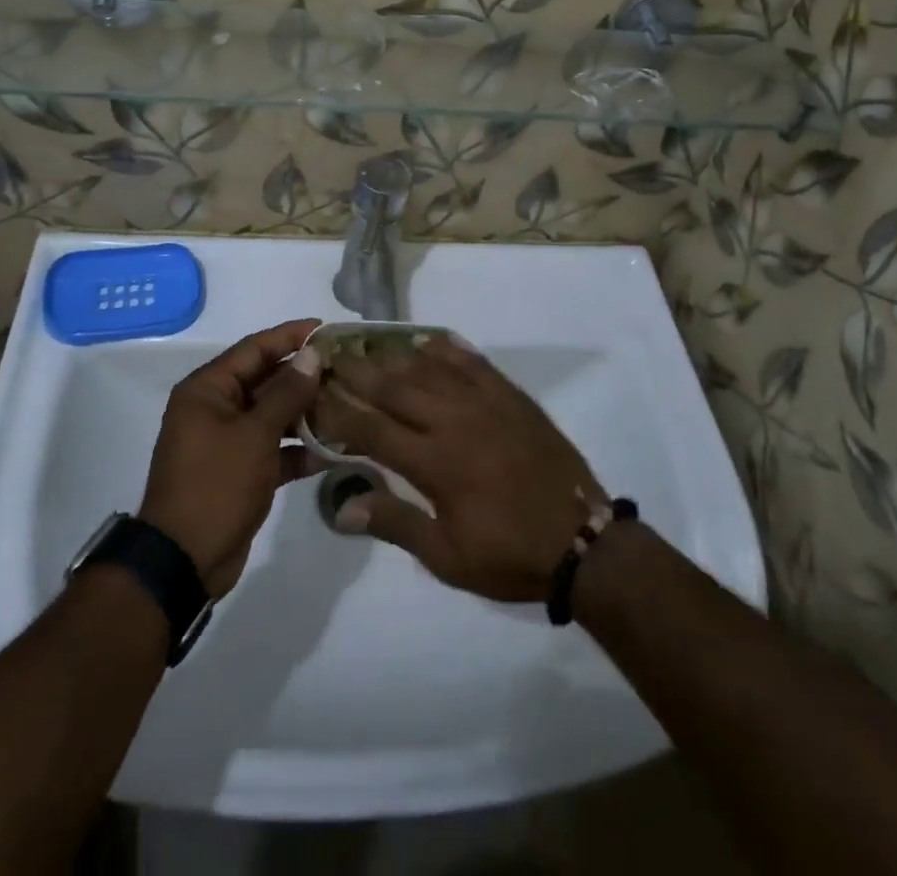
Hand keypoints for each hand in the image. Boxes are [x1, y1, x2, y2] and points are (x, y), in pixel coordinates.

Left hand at [138, 319, 324, 596]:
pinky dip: (299, 449)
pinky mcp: (241, 471)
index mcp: (208, 389)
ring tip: (349, 405)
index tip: (327, 328)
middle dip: (305, 376)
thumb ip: (286, 393)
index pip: (254, 348)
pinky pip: (274, 448)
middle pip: (266, 380)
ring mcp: (228, 441)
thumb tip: (312, 355)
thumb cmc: (215, 485)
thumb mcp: (254, 435)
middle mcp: (216, 408)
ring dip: (306, 413)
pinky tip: (334, 451)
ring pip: (273, 415)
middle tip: (348, 369)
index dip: (290, 336)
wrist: (184, 562)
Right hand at [330, 337, 604, 603]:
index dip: (338, 410)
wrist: (583, 541)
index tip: (313, 395)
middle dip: (357, 371)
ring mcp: (485, 402)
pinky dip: (445, 349)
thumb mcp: (448, 556)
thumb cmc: (510, 554)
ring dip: (394, 355)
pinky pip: (471, 361)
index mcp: (435, 463)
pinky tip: (426, 341)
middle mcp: (454, 421)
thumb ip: (395, 525)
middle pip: (394, 387)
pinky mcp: (510, 395)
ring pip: (428, 368)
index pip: (371, 428)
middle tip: (330, 356)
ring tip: (367, 344)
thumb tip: (342, 507)